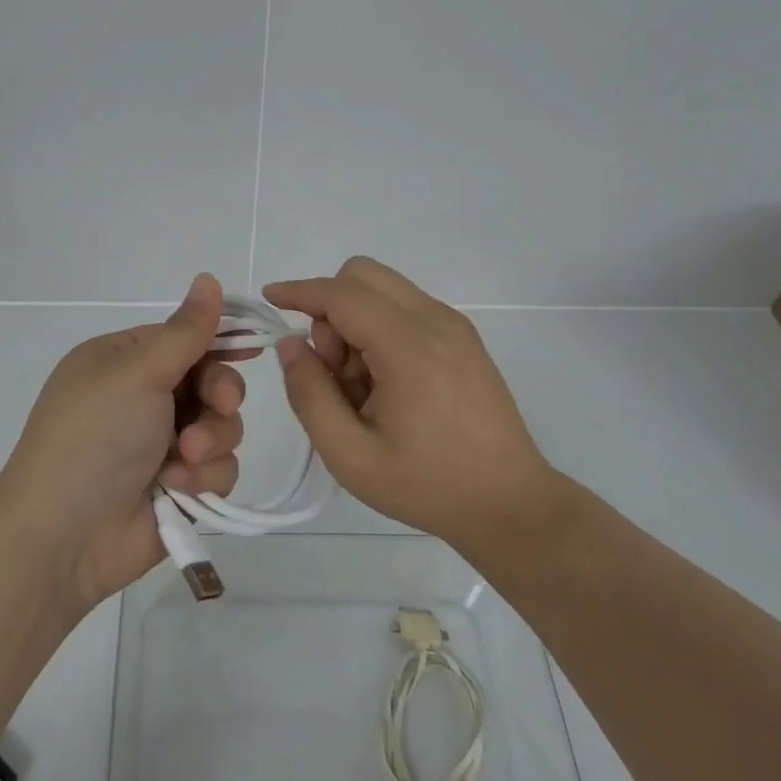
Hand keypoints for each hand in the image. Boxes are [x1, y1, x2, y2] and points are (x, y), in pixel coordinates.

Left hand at [0, 274, 249, 612]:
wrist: (63, 538)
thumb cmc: (94, 437)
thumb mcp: (137, 373)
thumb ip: (185, 331)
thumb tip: (208, 277)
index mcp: (123, 361)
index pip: (184, 338)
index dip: (219, 340)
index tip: (253, 345)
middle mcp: (143, 398)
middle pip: (211, 381)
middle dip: (219, 395)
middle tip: (219, 405)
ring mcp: (161, 444)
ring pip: (222, 426)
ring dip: (210, 440)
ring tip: (182, 460)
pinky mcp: (179, 486)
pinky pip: (218, 467)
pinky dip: (203, 476)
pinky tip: (177, 488)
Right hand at [265, 257, 565, 552]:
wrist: (510, 504)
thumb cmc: (427, 485)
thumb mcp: (350, 456)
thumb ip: (310, 395)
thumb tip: (291, 345)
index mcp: (409, 348)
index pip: (341, 294)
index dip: (299, 291)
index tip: (269, 298)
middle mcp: (435, 321)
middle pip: (363, 275)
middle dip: (331, 309)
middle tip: (333, 369)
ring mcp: (454, 325)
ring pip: (384, 289)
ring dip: (355, 320)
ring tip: (362, 386)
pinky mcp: (463, 336)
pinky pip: (405, 307)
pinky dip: (380, 327)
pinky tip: (386, 382)